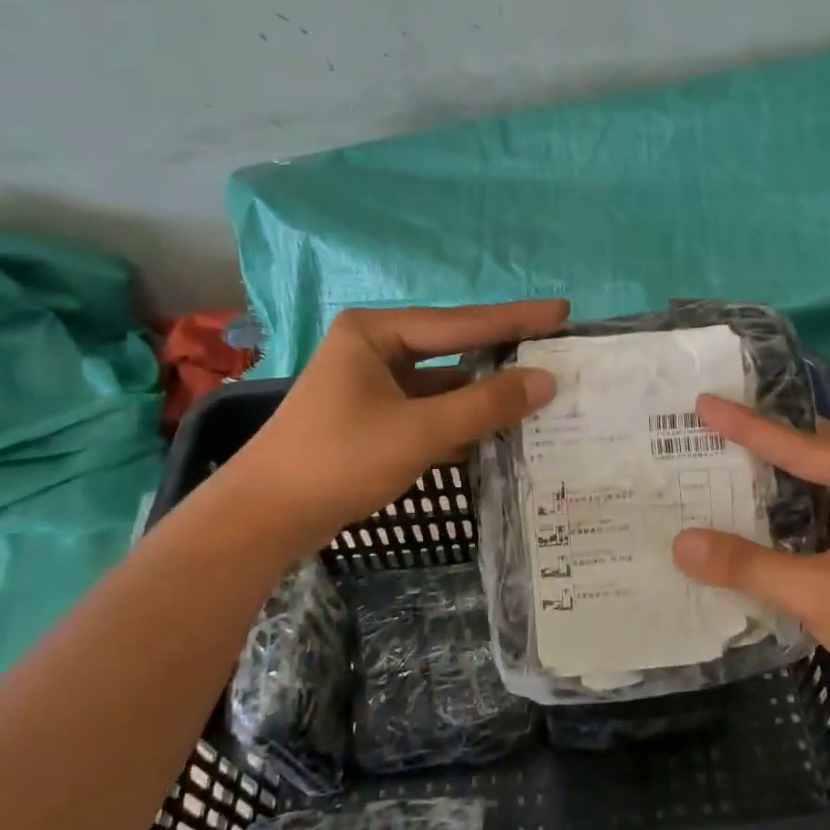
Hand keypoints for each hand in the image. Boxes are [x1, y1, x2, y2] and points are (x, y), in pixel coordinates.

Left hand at [240, 300, 568, 538]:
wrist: (265, 518)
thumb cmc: (339, 461)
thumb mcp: (420, 431)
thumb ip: (486, 405)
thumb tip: (545, 380)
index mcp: (377, 333)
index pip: (462, 322)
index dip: (517, 319)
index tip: (564, 311)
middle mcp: (374, 348)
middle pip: (454, 349)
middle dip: (503, 355)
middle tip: (556, 350)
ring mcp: (372, 385)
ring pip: (443, 384)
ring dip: (484, 394)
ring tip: (539, 393)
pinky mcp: (372, 418)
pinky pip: (429, 410)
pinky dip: (461, 420)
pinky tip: (499, 430)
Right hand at [671, 394, 829, 709]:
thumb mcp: (817, 592)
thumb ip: (748, 566)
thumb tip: (679, 544)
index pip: (799, 444)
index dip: (746, 425)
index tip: (704, 403)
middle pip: (804, 456)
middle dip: (755, 446)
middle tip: (702, 432)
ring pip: (804, 491)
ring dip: (762, 487)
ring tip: (707, 473)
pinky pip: (806, 524)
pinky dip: (773, 523)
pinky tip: (734, 527)